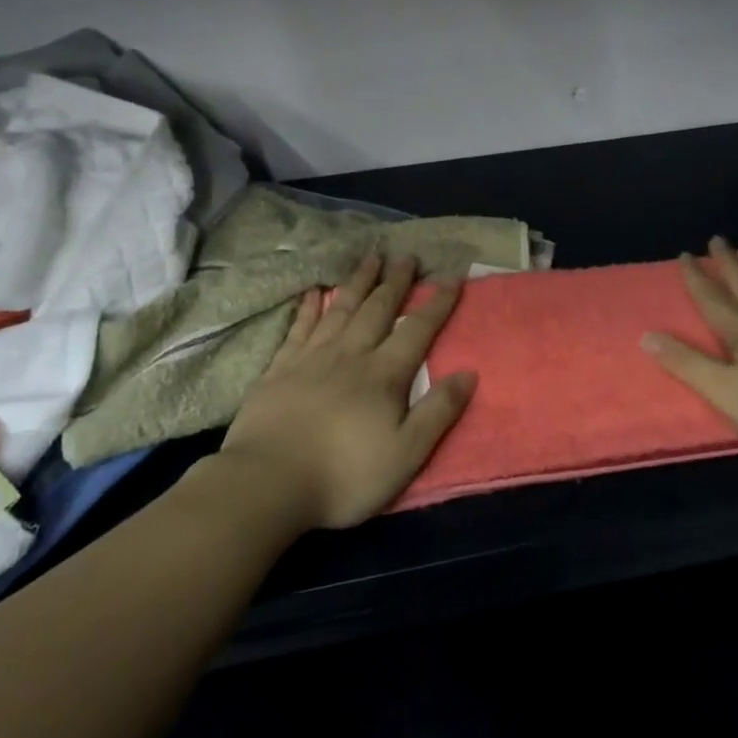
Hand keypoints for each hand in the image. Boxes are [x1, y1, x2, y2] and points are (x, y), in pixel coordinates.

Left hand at [220, 251, 476, 528]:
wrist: (268, 482)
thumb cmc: (344, 475)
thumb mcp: (406, 454)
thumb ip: (438, 412)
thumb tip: (469, 373)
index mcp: (383, 374)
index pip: (417, 329)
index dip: (438, 303)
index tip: (453, 277)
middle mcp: (350, 355)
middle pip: (378, 309)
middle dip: (396, 282)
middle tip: (407, 256)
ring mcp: (311, 358)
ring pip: (341, 309)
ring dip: (359, 282)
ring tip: (370, 257)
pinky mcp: (280, 368)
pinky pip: (300, 328)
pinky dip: (309, 307)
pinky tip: (314, 291)